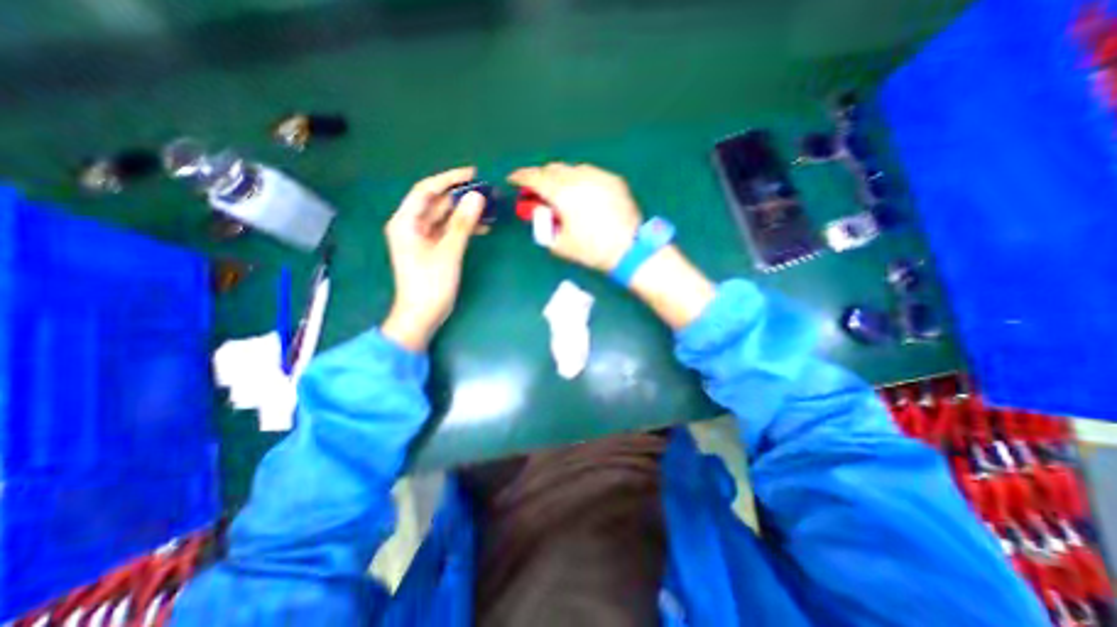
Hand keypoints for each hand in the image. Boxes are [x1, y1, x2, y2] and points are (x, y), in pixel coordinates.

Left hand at [382, 166, 481, 352]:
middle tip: (486, 191)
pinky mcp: (432, 249)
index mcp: (406, 222)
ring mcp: (422, 238)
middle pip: (436, 202)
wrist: (422, 315)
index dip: (448, 179)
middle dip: (460, 196)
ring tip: (488, 207)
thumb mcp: (448, 252)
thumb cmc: (431, 284)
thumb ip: (462, 223)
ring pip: (445, 216)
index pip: (426, 190)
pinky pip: (448, 230)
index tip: (472, 173)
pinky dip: (463, 227)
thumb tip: (477, 196)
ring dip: (465, 212)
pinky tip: (482, 226)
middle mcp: (411, 225)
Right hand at [509, 161, 708, 328]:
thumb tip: (539, 211)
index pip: (535, 178)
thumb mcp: (560, 244)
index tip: (513, 180)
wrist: (629, 249)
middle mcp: (579, 178)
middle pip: (553, 169)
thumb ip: (544, 225)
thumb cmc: (591, 250)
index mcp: (563, 194)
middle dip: (541, 177)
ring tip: (562, 193)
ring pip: (572, 169)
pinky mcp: (613, 180)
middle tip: (539, 192)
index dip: (521, 177)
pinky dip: (580, 180)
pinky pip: (590, 173)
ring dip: (561, 177)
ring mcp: (598, 176)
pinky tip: (583, 194)